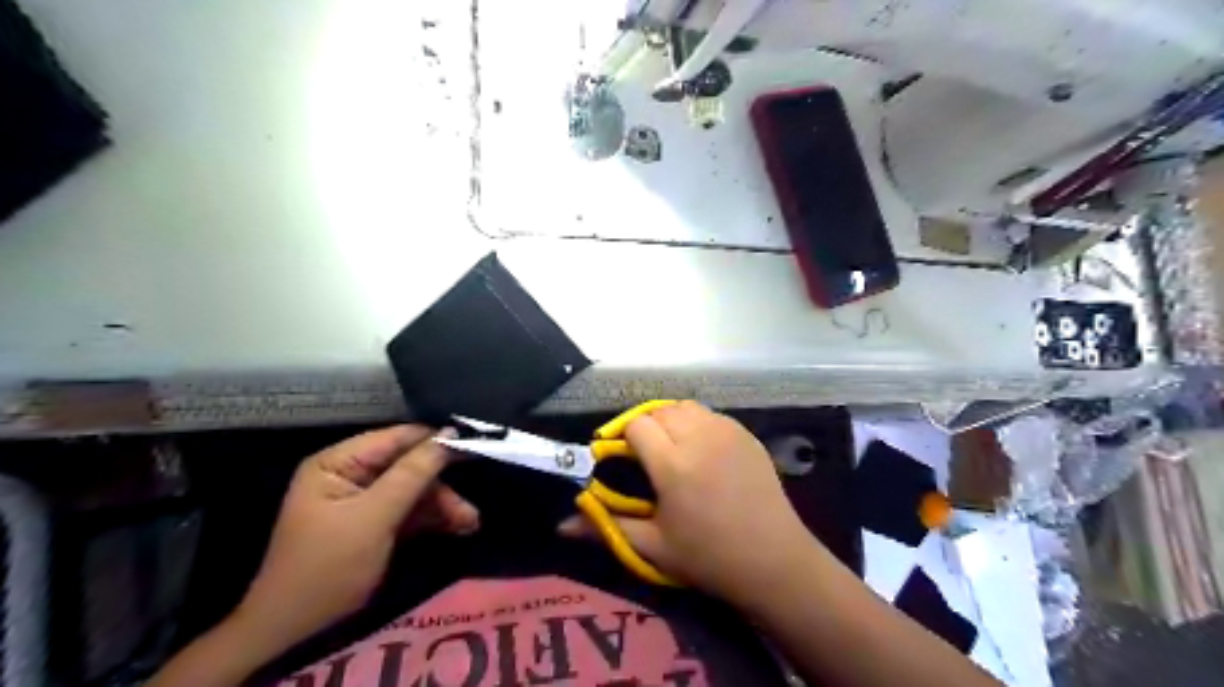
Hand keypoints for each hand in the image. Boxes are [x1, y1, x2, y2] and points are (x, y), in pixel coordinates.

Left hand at [231, 425, 474, 654]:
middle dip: (440, 486)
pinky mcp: (374, 524)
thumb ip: (413, 474)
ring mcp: (363, 501)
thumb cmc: (329, 567)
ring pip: (414, 490)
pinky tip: (458, 528)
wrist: (297, 633)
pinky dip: (433, 519)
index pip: (395, 438)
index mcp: (338, 463)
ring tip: (470, 522)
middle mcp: (351, 475)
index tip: (474, 446)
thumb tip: (449, 434)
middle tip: (470, 502)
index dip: (435, 441)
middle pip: (409, 466)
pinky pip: (410, 511)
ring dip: (442, 505)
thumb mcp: (373, 517)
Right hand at [558, 401, 816, 607]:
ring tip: (671, 448)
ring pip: (686, 407)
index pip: (636, 426)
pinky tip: (701, 450)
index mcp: (673, 463)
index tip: (620, 458)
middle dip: (645, 426)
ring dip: (671, 420)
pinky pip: (712, 415)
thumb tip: (561, 524)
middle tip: (645, 455)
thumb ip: (606, 527)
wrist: (774, 560)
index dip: (623, 438)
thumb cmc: (708, 557)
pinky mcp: (746, 434)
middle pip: (659, 410)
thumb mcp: (652, 547)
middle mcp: (699, 436)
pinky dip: (697, 423)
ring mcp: (727, 431)